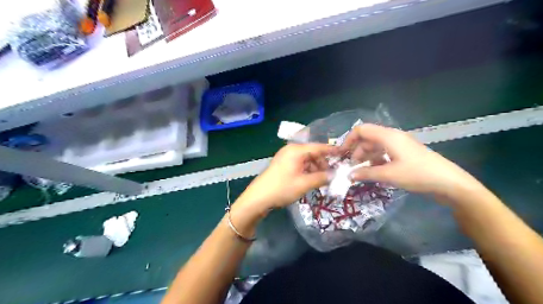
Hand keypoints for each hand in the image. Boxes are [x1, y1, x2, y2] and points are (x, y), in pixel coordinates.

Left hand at [237, 143, 334, 213]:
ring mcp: (286, 156)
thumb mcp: (304, 184)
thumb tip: (335, 175)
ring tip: (322, 180)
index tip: (344, 154)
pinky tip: (311, 180)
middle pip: (313, 153)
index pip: (319, 147)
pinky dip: (307, 170)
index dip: (332, 151)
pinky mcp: (283, 164)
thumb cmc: (282, 188)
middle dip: (323, 163)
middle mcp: (291, 150)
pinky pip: (299, 164)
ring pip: (306, 159)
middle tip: (332, 175)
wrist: (258, 198)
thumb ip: (322, 178)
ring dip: (315, 168)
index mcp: (296, 150)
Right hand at [339, 123, 483, 196]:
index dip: (349, 140)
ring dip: (366, 157)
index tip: (342, 154)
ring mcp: (399, 145)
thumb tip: (349, 175)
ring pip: (375, 146)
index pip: (361, 130)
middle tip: (352, 168)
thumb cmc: (417, 174)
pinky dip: (376, 160)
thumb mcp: (388, 175)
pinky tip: (375, 172)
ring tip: (361, 172)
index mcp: (388, 136)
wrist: (449, 182)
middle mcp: (392, 137)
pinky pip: (384, 153)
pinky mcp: (404, 153)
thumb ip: (366, 173)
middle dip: (357, 152)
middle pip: (367, 139)